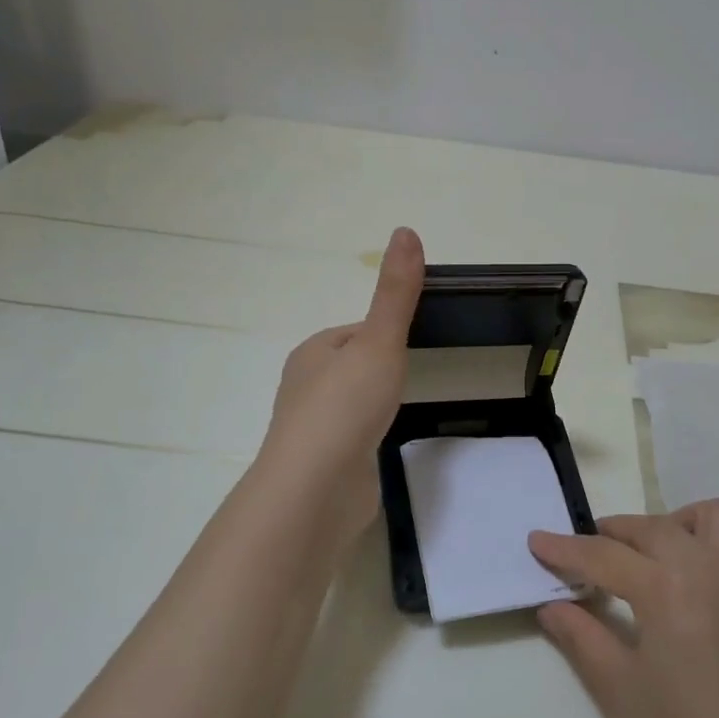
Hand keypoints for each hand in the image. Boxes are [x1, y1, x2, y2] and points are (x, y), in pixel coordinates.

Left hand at [259, 227, 424, 547]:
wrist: (317, 487)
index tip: (413, 342)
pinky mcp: (324, 464)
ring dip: (371, 405)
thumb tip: (405, 231)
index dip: (383, 334)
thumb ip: (395, 294)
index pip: (353, 332)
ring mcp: (314, 429)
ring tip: (399, 410)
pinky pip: (351, 439)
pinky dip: (367, 438)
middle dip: (378, 370)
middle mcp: (305, 387)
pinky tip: (382, 446)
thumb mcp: (379, 341)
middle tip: (413, 377)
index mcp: (313, 353)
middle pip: (350, 368)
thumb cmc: (346, 406)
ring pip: (349, 405)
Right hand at [529, 502, 718, 717]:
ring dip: (673, 524)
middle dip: (610, 533)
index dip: (564, 548)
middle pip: (650, 527)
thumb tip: (551, 606)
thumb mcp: (616, 687)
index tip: (536, 541)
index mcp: (664, 586)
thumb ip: (580, 636)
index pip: (602, 554)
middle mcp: (707, 566)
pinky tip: (700, 574)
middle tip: (584, 556)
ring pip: (710, 517)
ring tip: (651, 555)